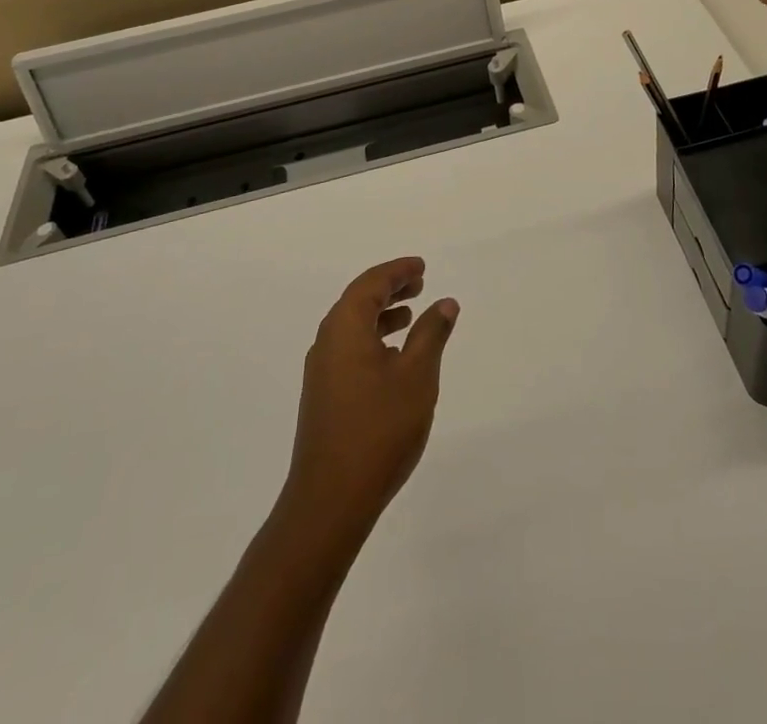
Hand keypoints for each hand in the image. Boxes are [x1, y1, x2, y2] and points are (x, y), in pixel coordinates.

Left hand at [281, 258, 459, 542]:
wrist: (330, 500)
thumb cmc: (379, 429)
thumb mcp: (417, 375)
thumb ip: (431, 334)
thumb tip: (444, 302)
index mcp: (345, 327)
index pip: (371, 284)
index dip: (397, 271)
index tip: (421, 267)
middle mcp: (327, 342)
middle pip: (358, 301)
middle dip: (389, 289)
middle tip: (419, 283)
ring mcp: (322, 372)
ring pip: (353, 327)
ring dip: (382, 315)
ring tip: (411, 316)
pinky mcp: (323, 397)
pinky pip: (349, 349)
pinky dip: (373, 339)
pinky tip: (394, 358)